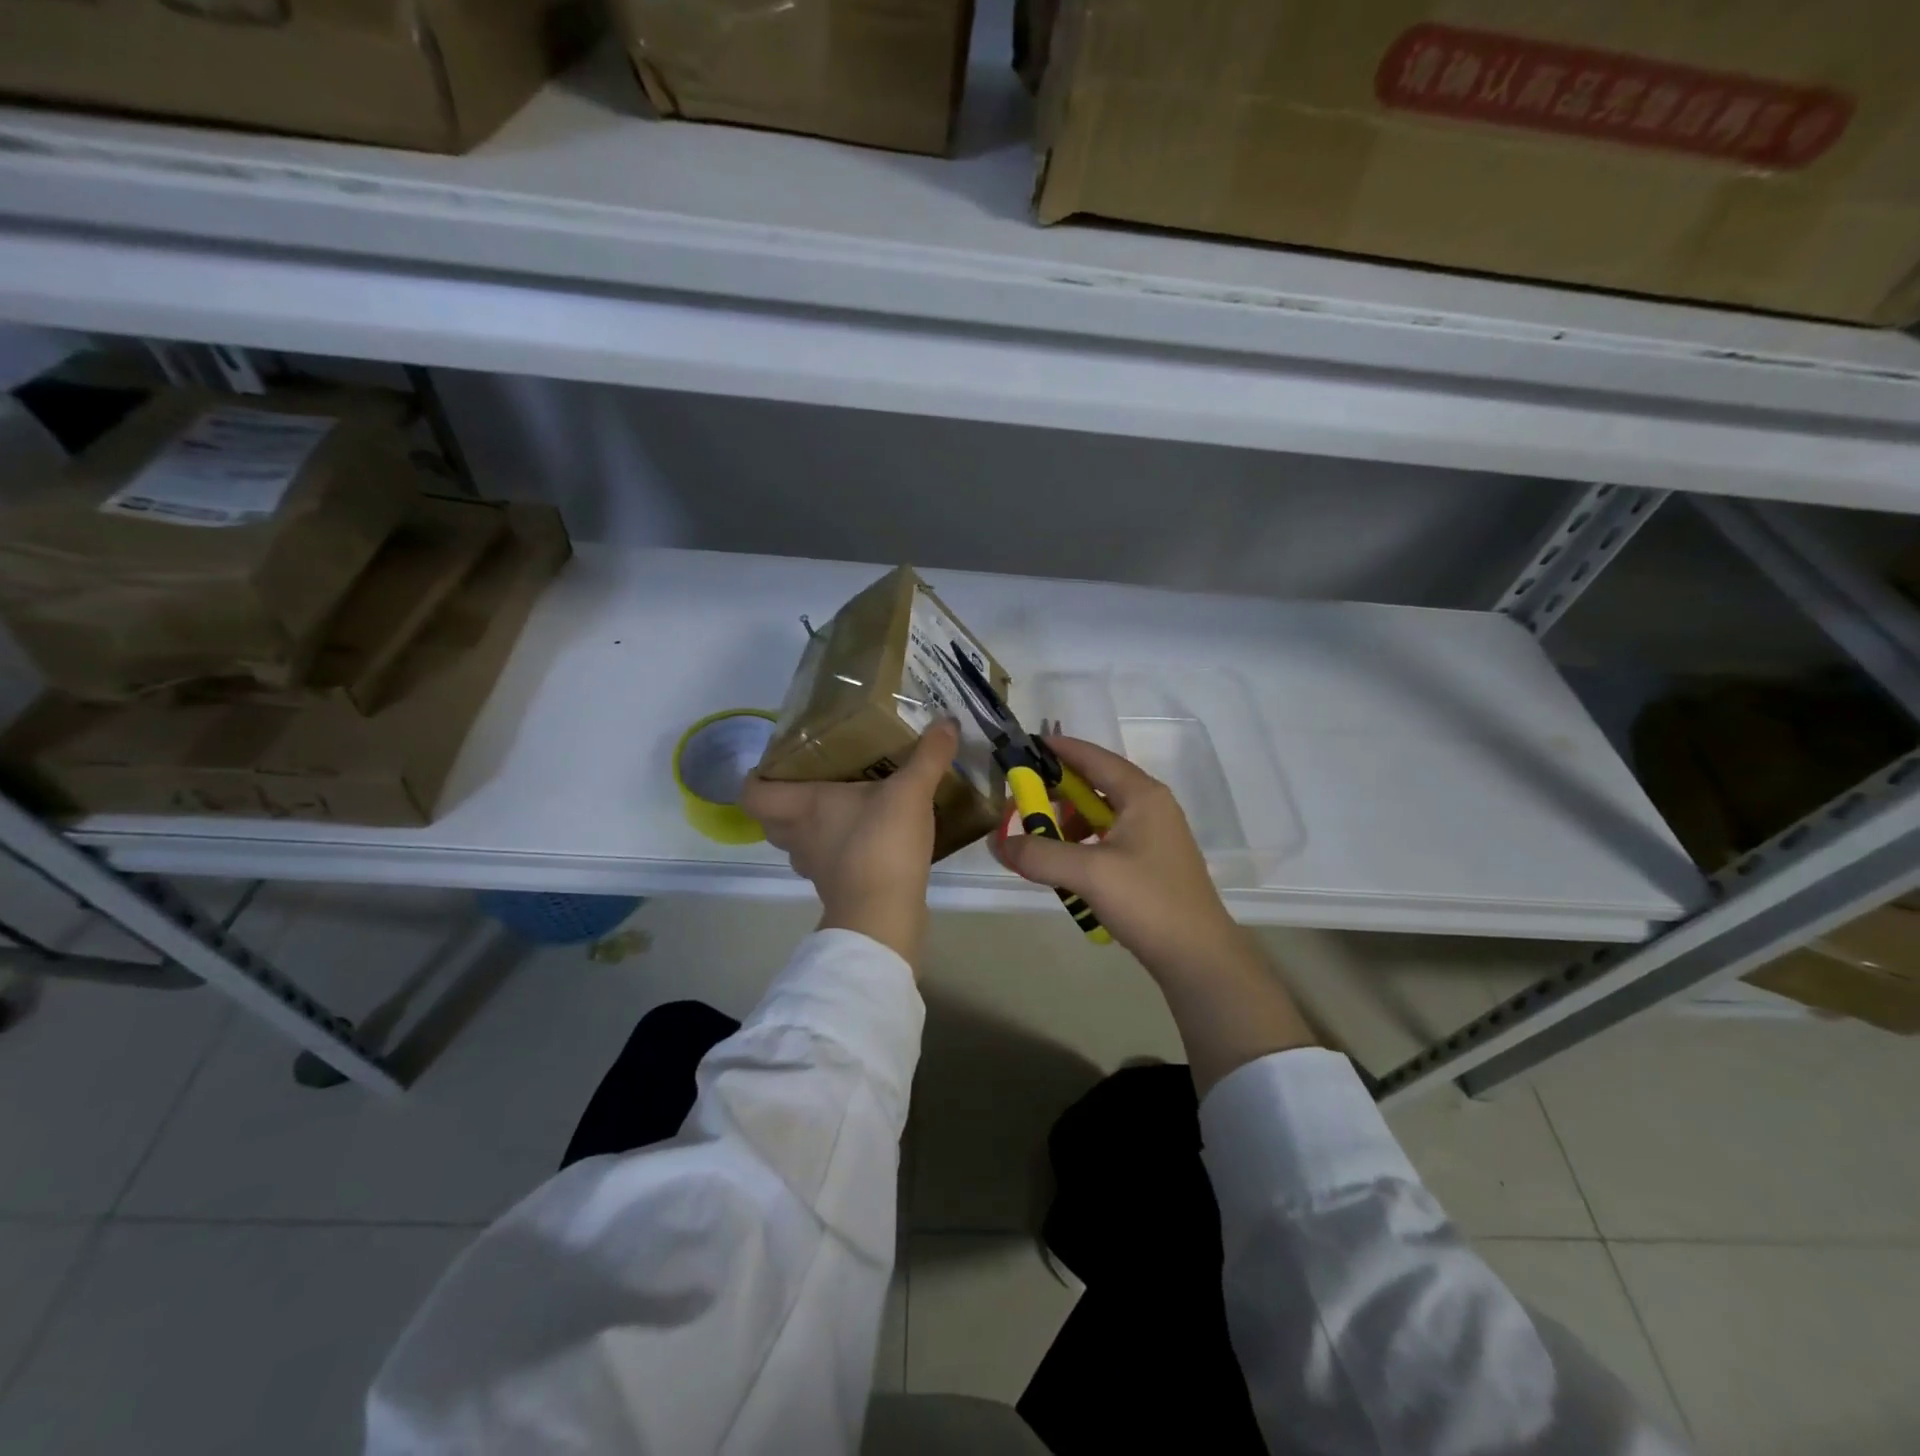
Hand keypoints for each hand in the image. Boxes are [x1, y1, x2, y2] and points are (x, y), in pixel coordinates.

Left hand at [741, 719, 958, 967]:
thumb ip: (928, 756)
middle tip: (816, 781)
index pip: (753, 793)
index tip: (777, 764)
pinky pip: (827, 862)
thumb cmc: (881, 844)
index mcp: (803, 806)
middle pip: (772, 820)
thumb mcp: (910, 792)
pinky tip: (868, 837)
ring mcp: (815, 867)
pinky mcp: (836, 888)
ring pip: (799, 843)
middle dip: (786, 802)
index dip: (757, 778)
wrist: (884, 915)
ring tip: (844, 808)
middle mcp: (799, 836)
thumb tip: (948, 721)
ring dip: (813, 828)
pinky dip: (839, 850)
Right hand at [999, 735, 1315, 1092]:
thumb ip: (1039, 854)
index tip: (1028, 745)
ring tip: (1042, 843)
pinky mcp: (1150, 863)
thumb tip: (999, 843)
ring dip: (1069, 823)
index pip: (1095, 758)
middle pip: (1096, 785)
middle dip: (1058, 792)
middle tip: (1024, 802)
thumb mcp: (1088, 874)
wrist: (1198, 956)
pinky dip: (1083, 845)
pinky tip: (1067, 868)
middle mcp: (1151, 807)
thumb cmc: (1147, 901)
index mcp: (1142, 795)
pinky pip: (1107, 840)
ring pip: (1100, 815)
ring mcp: (1154, 836)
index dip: (1061, 749)